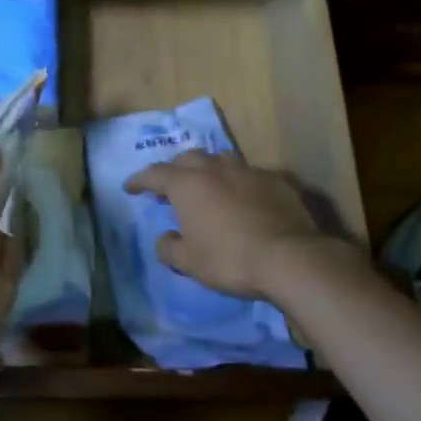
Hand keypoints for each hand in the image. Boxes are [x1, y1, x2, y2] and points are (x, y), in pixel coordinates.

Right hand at [123, 150, 342, 302]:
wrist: (290, 258)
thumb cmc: (229, 259)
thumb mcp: (189, 262)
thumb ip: (169, 248)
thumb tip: (165, 238)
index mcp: (188, 184)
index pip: (154, 174)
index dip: (139, 180)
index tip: (130, 188)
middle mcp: (215, 169)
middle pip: (188, 158)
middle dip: (175, 169)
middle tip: (170, 187)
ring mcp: (248, 171)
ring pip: (221, 160)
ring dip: (209, 170)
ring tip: (208, 186)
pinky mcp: (277, 181)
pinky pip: (251, 174)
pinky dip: (240, 183)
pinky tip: (245, 198)